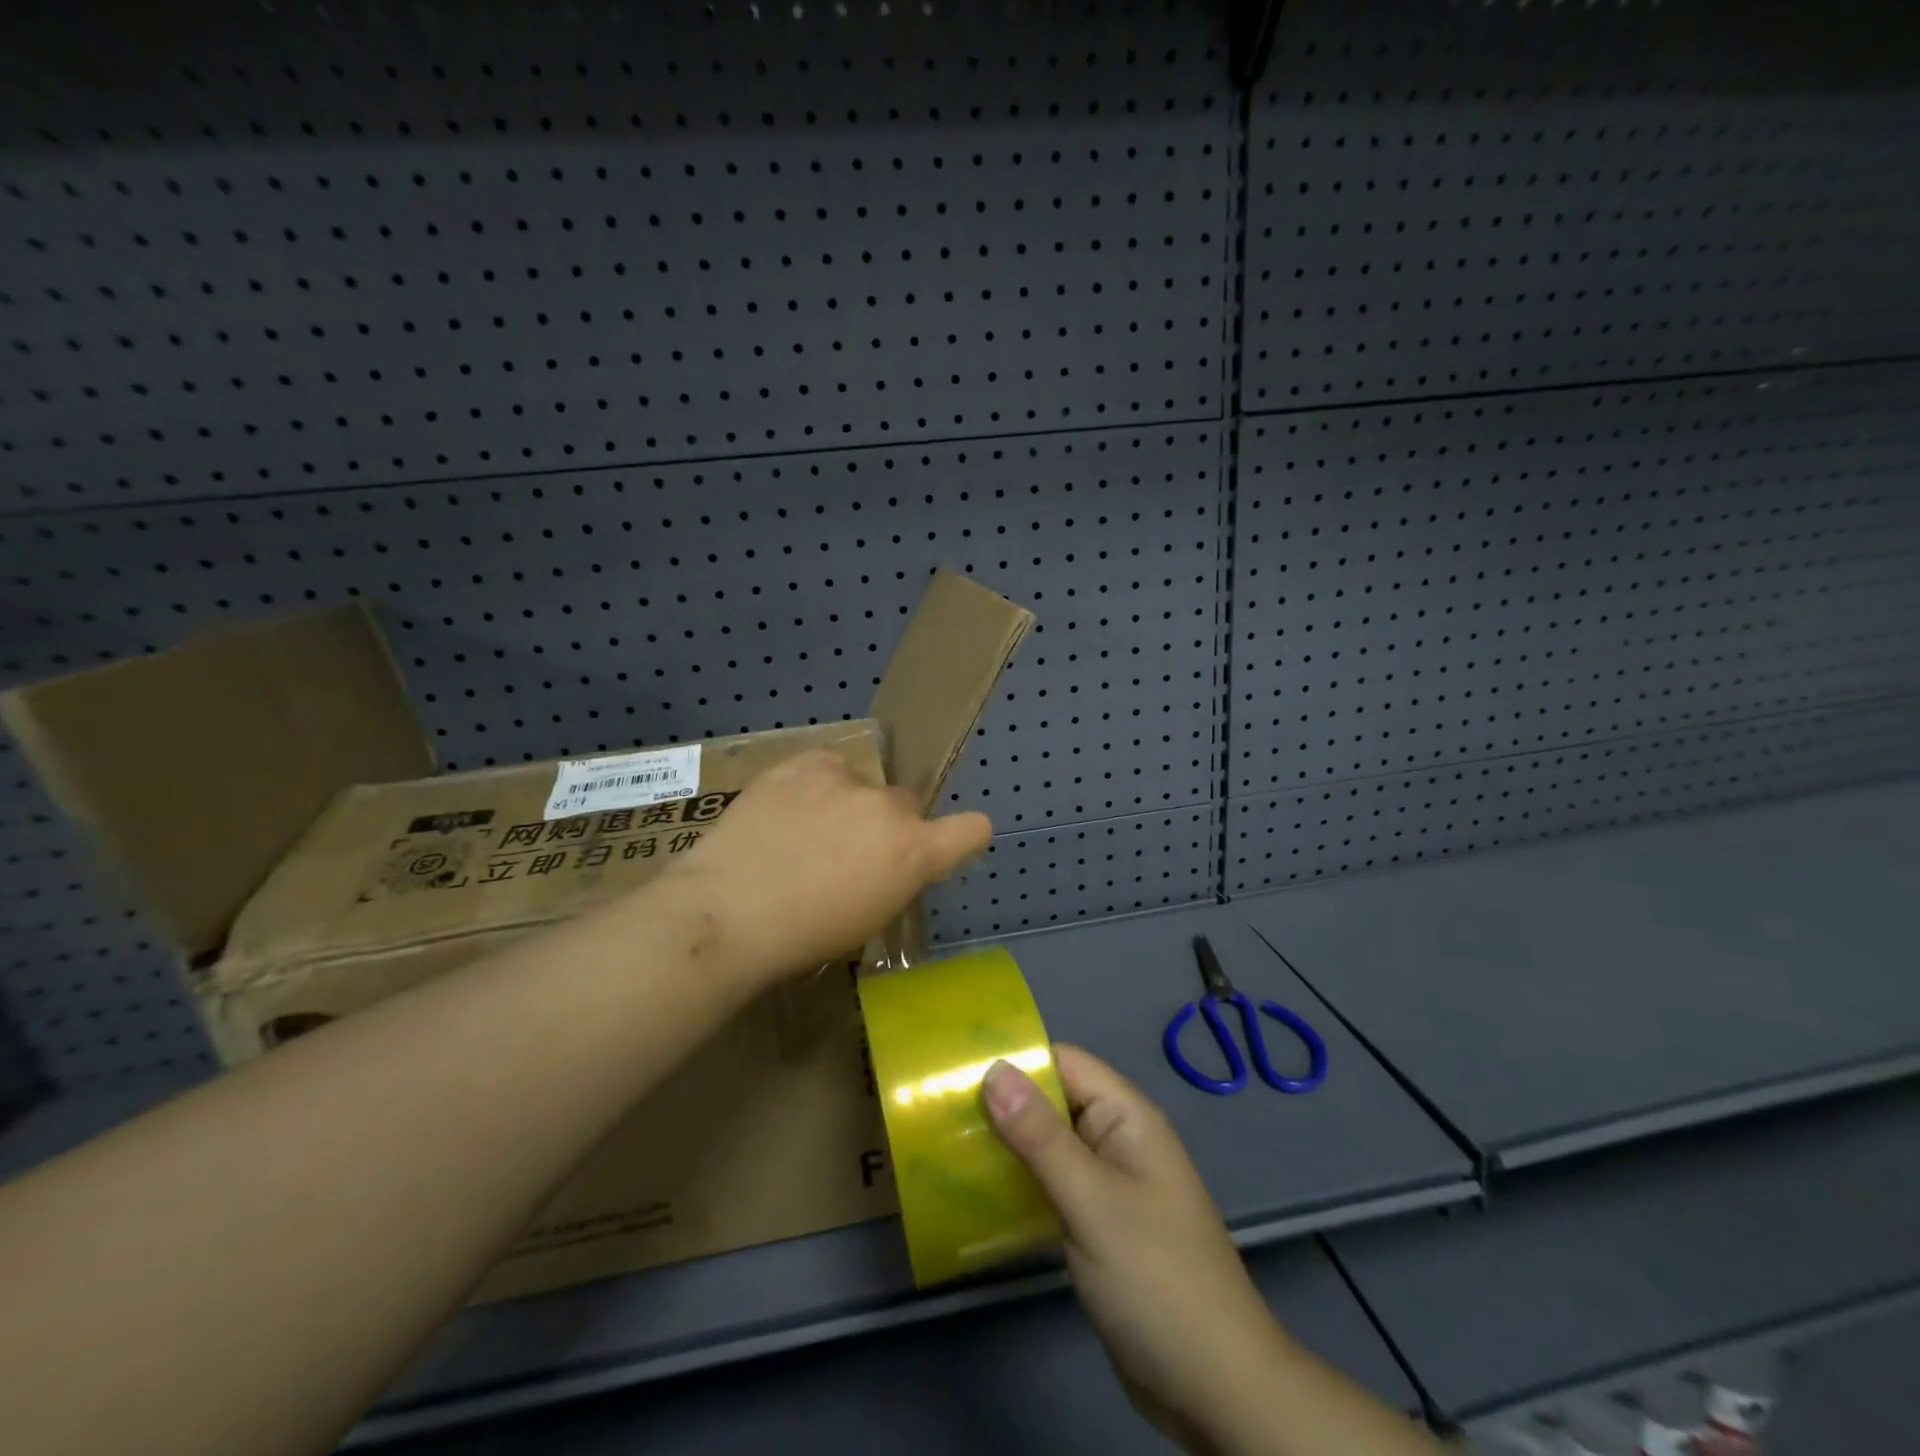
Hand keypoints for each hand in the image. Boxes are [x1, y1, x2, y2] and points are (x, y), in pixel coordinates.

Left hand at [663, 748, 990, 988]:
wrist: (728, 912)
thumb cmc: (802, 937)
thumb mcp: (869, 919)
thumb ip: (894, 878)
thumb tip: (889, 861)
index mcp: (914, 852)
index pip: (972, 829)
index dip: (963, 836)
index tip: (946, 846)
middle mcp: (890, 807)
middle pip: (906, 805)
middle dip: (887, 827)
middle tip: (845, 854)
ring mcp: (846, 779)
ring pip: (864, 785)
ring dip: (849, 803)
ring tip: (803, 832)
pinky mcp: (805, 762)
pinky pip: (828, 767)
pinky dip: (816, 785)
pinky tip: (786, 811)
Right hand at [984, 1046, 1290, 1454]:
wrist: (1214, 1388)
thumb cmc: (1155, 1278)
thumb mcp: (1091, 1201)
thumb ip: (1040, 1137)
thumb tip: (993, 1070)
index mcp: (1127, 1117)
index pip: (1065, 1063)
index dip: (1016, 1060)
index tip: (957, 1067)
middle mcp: (1118, 1140)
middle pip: (1053, 1101)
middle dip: (1003, 1103)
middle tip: (940, 1110)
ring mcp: (1109, 1184)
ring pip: (1049, 1145)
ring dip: (1007, 1145)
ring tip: (947, 1144)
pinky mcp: (1098, 1224)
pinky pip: (1053, 1185)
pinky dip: (1021, 1182)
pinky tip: (979, 1192)